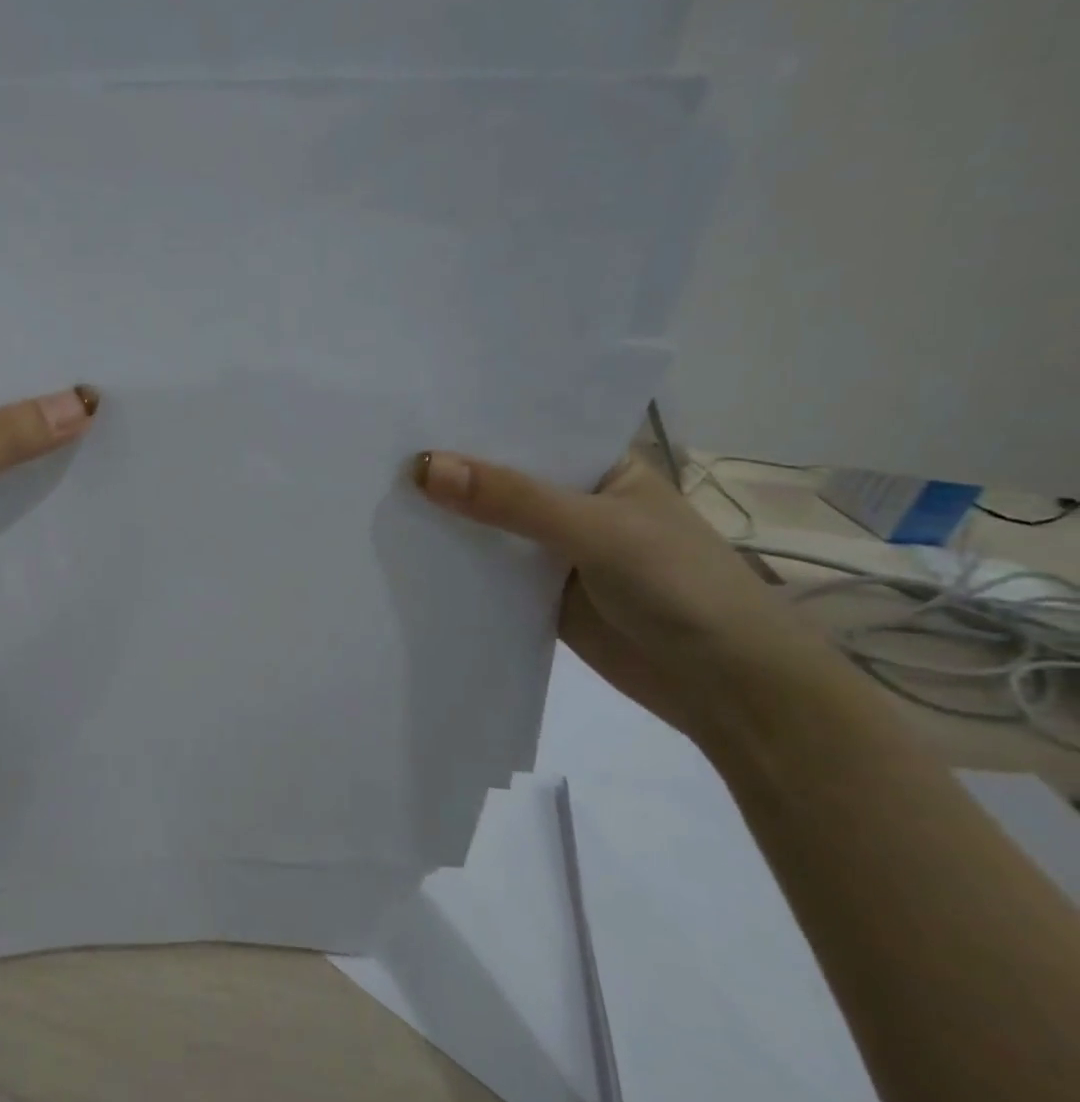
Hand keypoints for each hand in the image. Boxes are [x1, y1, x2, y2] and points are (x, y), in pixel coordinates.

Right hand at [411, 448, 844, 742]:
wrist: (727, 688)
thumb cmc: (680, 587)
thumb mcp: (596, 530)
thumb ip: (511, 500)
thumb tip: (422, 467)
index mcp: (601, 466)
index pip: (527, 432)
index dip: (472, 423)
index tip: (407, 412)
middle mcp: (573, 501)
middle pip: (499, 480)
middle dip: (448, 472)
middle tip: (373, 453)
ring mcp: (553, 550)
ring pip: (487, 527)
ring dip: (445, 519)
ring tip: (374, 496)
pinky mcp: (537, 594)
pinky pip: (486, 571)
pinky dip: (453, 565)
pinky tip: (403, 552)